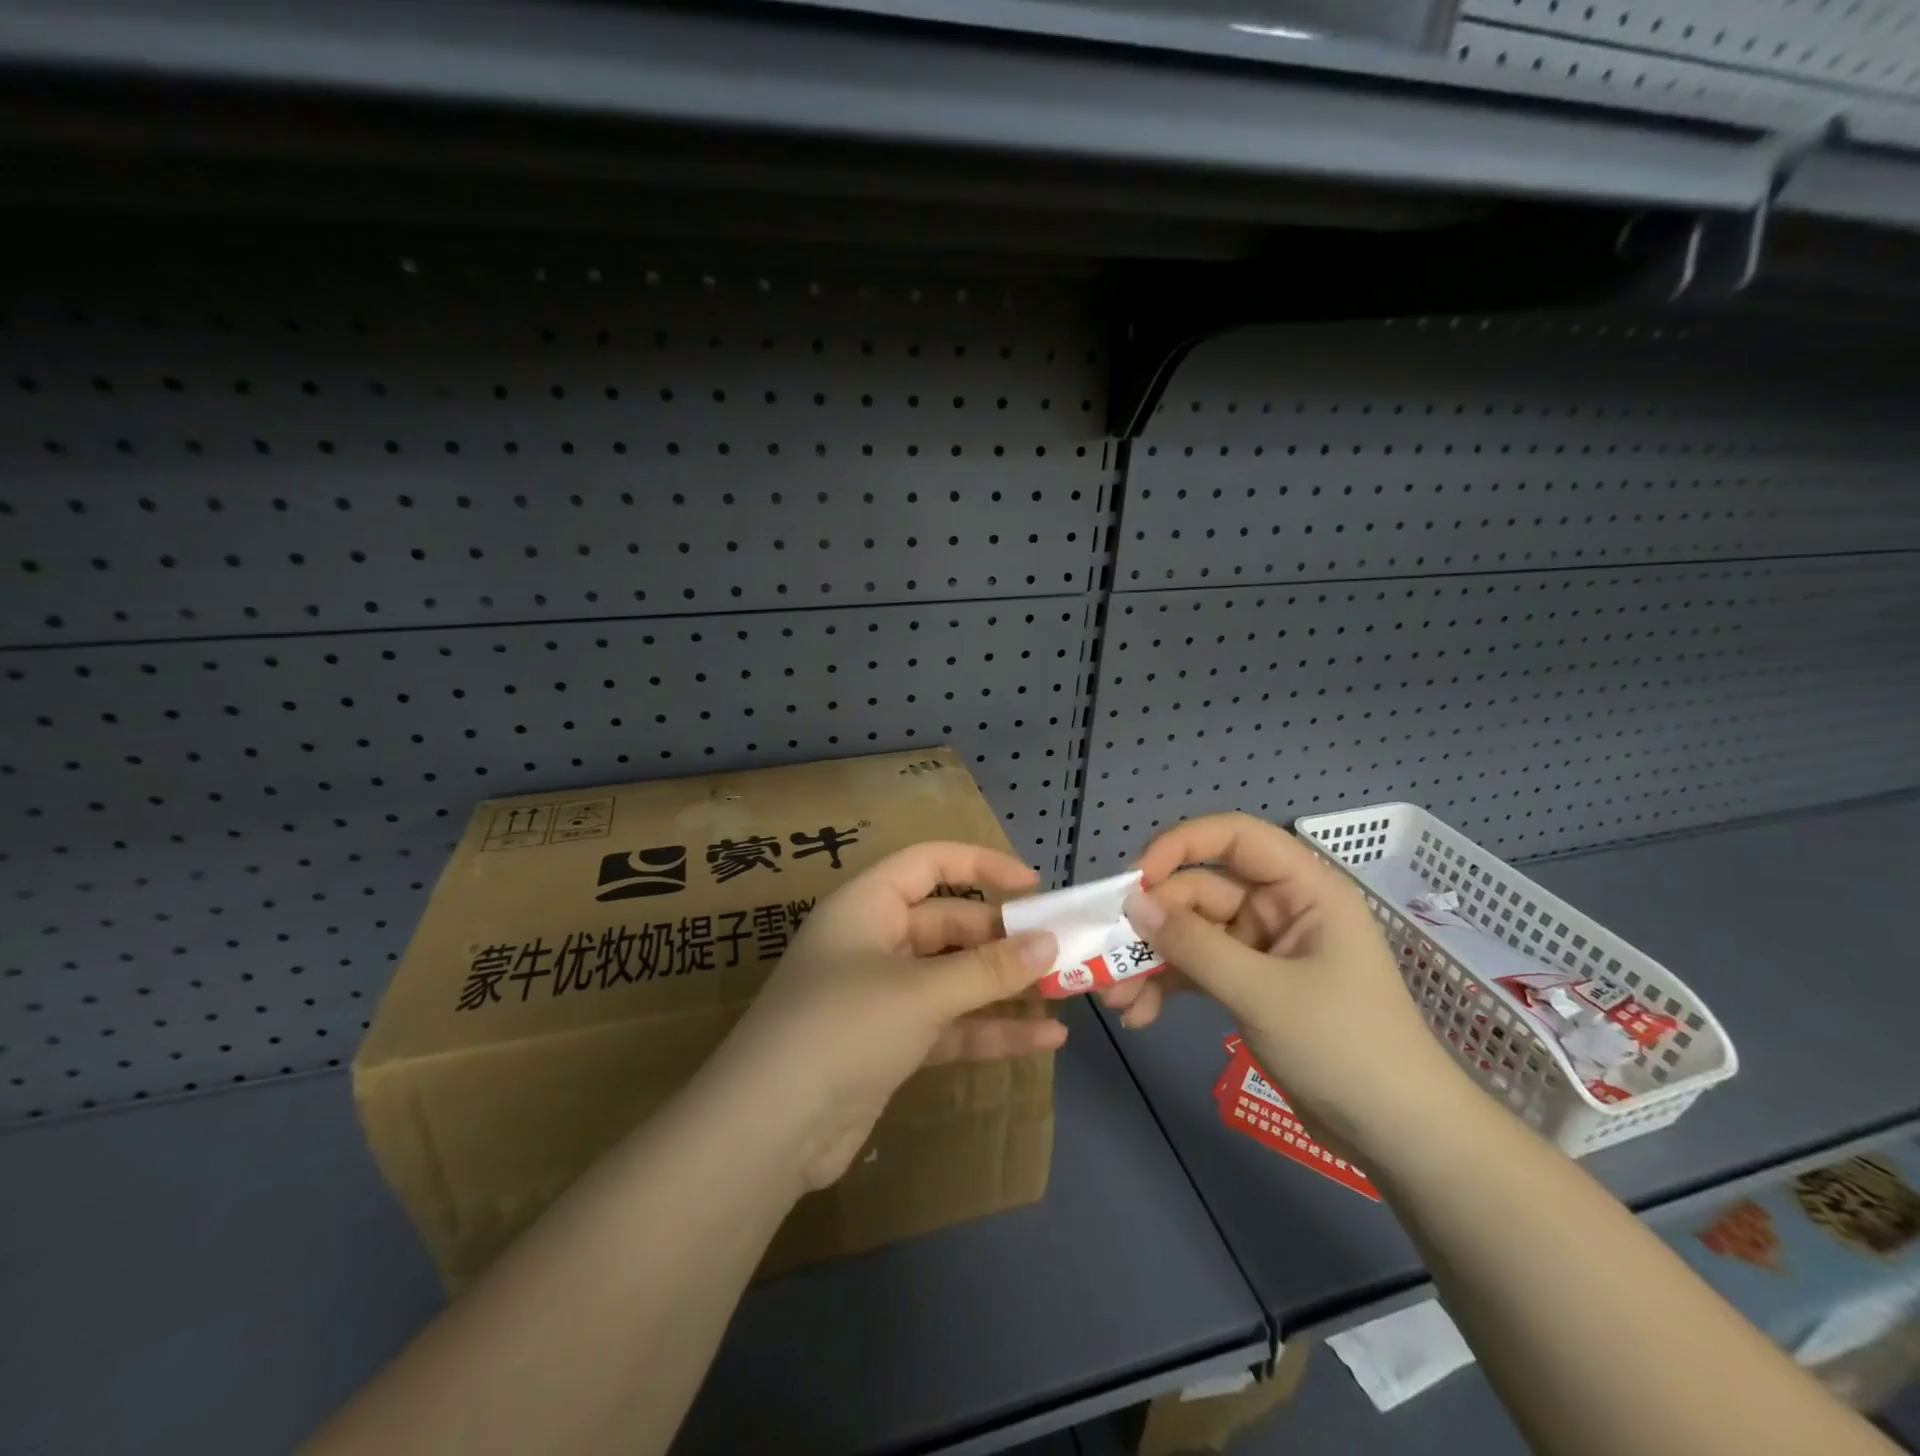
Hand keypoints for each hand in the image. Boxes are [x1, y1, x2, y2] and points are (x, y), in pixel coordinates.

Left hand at [705, 842, 1063, 1191]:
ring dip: (1004, 987)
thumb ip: (987, 969)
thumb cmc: (843, 1028)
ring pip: (954, 978)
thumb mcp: (920, 992)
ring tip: (1064, 993)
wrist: (769, 1130)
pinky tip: (1043, 1042)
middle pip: (949, 925)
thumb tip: (1049, 943)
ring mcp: (882, 995)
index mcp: (867, 906)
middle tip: (1062, 951)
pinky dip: (990, 1030)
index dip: (981, 866)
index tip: (1033, 887)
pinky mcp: (890, 1044)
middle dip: (1004, 939)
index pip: (929, 864)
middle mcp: (874, 941)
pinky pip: (949, 1024)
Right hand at [1115, 813, 1467, 1152]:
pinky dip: (1168, 986)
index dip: (1179, 846)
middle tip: (1108, 959)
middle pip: (1200, 891)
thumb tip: (1132, 902)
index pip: (1233, 838)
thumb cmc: (1345, 1047)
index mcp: (1303, 888)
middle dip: (1153, 926)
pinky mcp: (1250, 983)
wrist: (1399, 1136)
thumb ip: (1194, 944)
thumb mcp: (1262, 992)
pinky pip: (1197, 968)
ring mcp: (1263, 947)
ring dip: (1152, 961)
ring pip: (1191, 933)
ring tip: (1117, 999)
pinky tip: (1140, 1015)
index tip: (1133, 881)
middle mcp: (1280, 907)